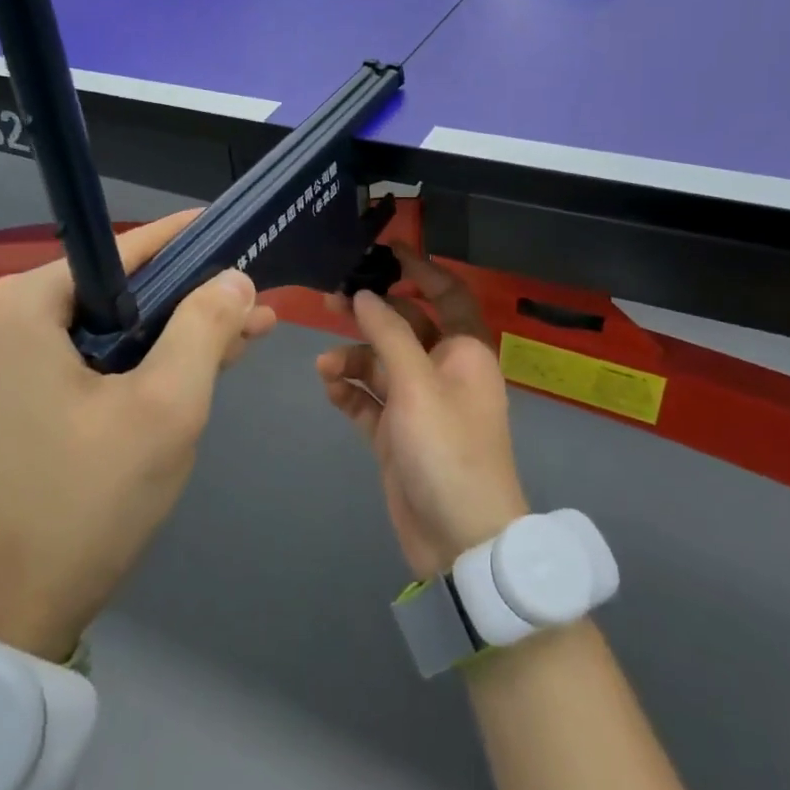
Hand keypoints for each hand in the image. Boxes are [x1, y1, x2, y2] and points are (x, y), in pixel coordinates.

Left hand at [0, 210, 275, 659]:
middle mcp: (5, 318)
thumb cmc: (85, 499)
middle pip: (119, 287)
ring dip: (175, 331)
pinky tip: (199, 363)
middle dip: (191, 295)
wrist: (5, 616)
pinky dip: (143, 361)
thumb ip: (205, 326)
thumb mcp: (166, 405)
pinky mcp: (15, 398)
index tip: (241, 232)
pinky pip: (92, 359)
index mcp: (25, 302)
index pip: (126, 248)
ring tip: (247, 330)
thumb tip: (234, 277)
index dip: (191, 240)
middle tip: (257, 299)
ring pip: (111, 326)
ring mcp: (5, 361)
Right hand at [316, 245, 529, 577]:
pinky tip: (330, 389)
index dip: (420, 269)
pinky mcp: (397, 434)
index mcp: (464, 352)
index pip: (446, 294)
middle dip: (368, 313)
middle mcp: (443, 371)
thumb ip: (388, 334)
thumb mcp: (417, 384)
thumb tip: (363, 295)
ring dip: (352, 359)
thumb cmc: (448, 450)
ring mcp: (419, 404)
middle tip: (328, 299)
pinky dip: (350, 390)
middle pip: (403, 327)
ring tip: (325, 367)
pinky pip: (369, 399)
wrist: (459, 540)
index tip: (385, 249)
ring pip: (380, 363)